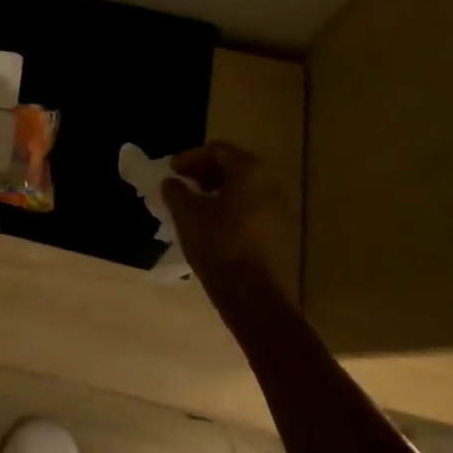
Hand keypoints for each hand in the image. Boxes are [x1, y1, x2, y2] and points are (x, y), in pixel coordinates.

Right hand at [161, 142, 300, 303]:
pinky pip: (252, 209)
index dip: (190, 158)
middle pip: (234, 167)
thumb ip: (175, 191)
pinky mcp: (282, 234)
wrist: (258, 302)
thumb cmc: (220, 248)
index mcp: (250, 172)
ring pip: (244, 190)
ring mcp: (280, 210)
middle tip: (181, 186)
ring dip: (217, 192)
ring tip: (193, 207)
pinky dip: (231, 210)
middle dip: (204, 174)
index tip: (170, 172)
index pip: (217, 150)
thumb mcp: (187, 215)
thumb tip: (171, 182)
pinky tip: (212, 227)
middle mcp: (271, 184)